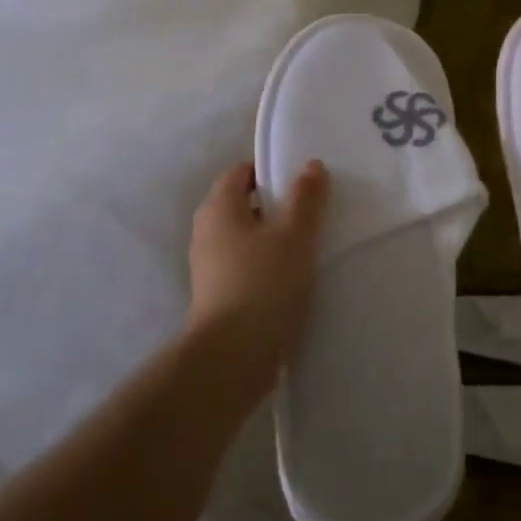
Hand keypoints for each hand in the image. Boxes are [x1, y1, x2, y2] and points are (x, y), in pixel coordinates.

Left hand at [186, 160, 328, 391]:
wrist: (234, 355)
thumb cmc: (264, 283)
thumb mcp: (295, 235)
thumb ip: (305, 198)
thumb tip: (310, 165)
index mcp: (219, 208)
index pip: (241, 172)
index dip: (272, 171)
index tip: (304, 181)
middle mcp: (207, 231)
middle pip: (244, 204)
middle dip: (277, 205)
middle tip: (314, 211)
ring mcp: (209, 266)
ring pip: (246, 237)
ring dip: (274, 237)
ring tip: (310, 244)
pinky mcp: (219, 294)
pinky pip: (246, 264)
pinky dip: (268, 263)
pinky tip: (294, 276)